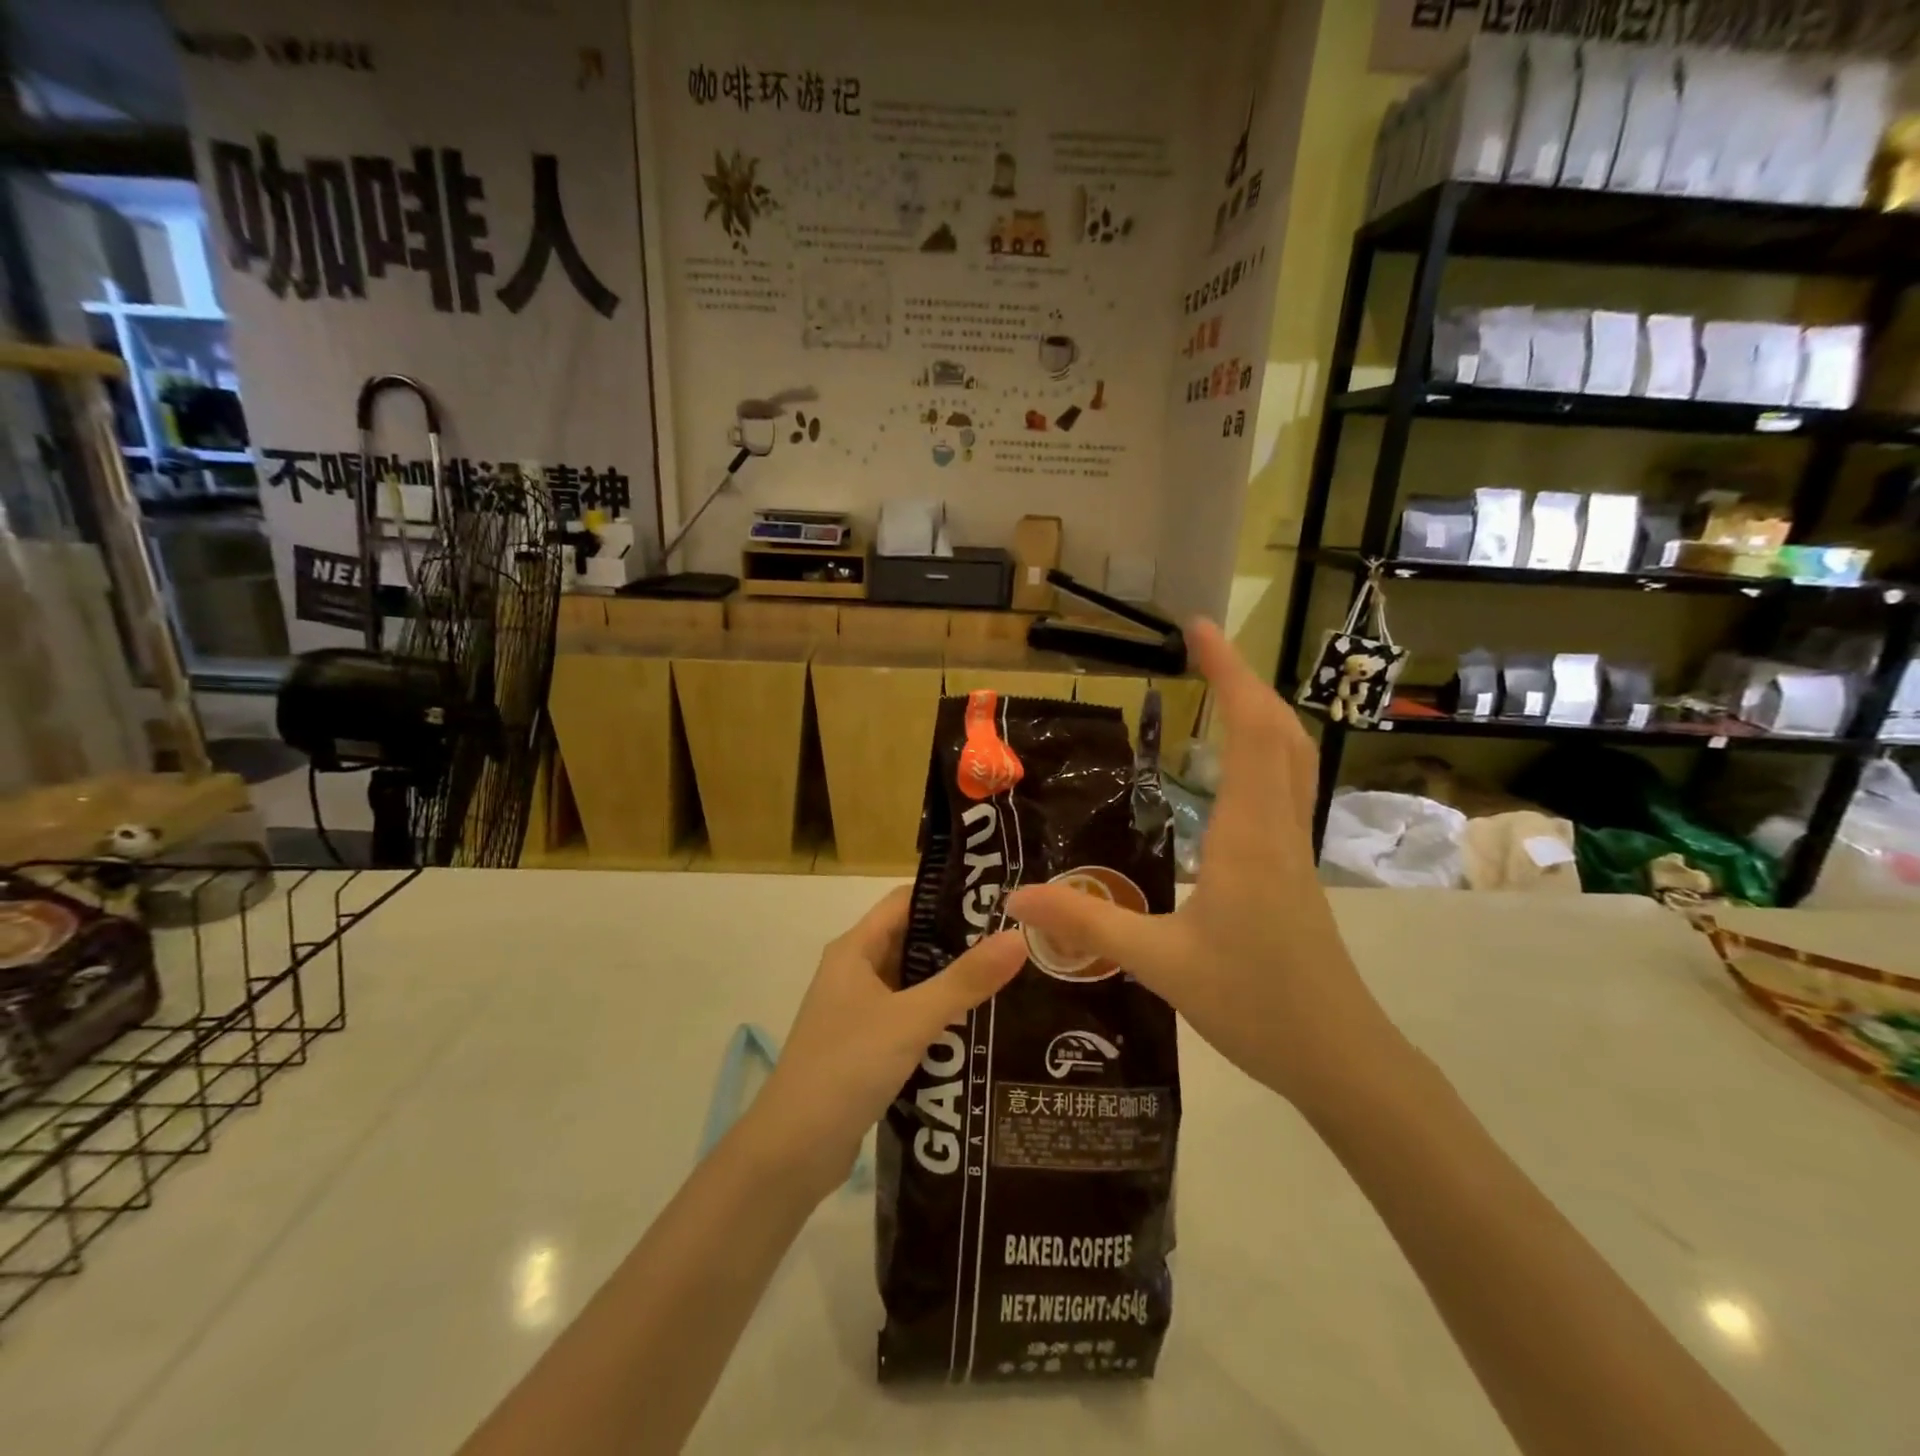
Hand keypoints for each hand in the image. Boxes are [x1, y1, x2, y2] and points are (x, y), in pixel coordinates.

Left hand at [744, 887, 1027, 1199]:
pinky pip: (909, 1017)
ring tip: (1010, 977)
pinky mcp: (866, 1046)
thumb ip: (965, 980)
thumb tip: (1018, 937)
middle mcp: (854, 971)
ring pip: (912, 982)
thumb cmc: (847, 1067)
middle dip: (959, 940)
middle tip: (1015, 940)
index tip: (998, 898)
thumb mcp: (911, 1019)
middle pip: (912, 940)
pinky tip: (978, 1025)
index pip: (905, 901)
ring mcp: (858, 1011)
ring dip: (952, 981)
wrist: (792, 1151)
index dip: (948, 895)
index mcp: (854, 950)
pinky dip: (939, 1016)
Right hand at [1005, 619, 1396, 1109]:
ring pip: (1290, 758)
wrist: (1341, 1058)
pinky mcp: (1293, 869)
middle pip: (1279, 730)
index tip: (1198, 628)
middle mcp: (1277, 827)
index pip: (1248, 730)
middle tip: (1201, 649)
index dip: (1227, 672)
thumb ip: (1088, 926)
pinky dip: (1262, 753)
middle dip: (1244, 680)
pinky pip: (1284, 788)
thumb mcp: (1161, 965)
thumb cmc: (1256, 1004)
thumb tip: (1017, 897)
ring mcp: (1293, 848)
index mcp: (1248, 835)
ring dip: (1259, 713)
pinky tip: (1229, 772)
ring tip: (1218, 692)